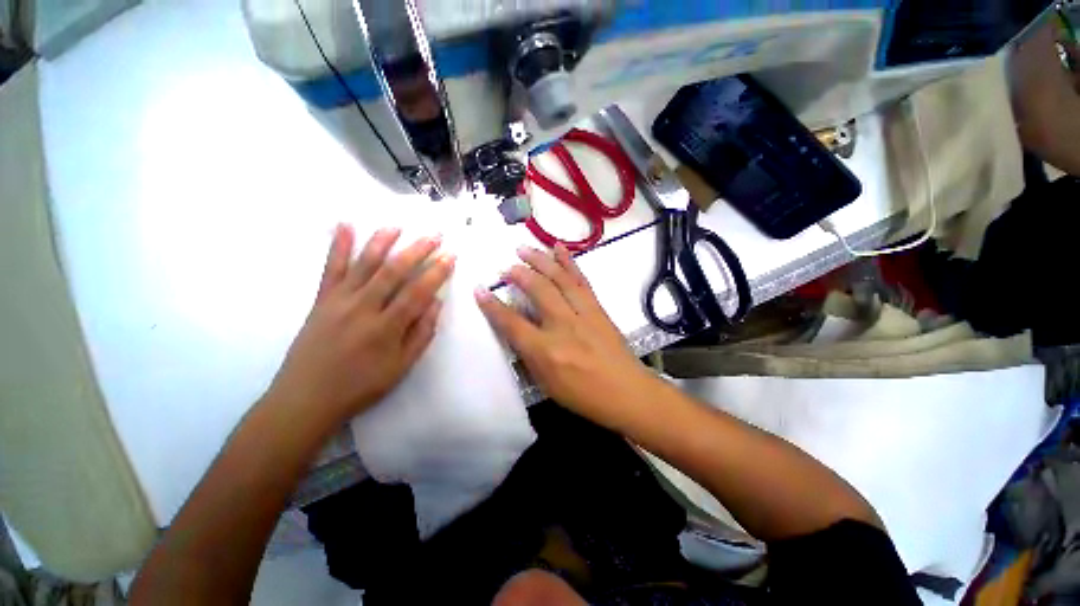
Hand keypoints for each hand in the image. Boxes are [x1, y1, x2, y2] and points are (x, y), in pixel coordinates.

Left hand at [266, 224, 454, 423]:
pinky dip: (338, 245)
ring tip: (398, 226)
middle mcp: (363, 308)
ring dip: (382, 241)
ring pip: (364, 264)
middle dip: (417, 251)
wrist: (306, 399)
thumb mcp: (401, 367)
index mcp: (386, 328)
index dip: (437, 272)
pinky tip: (344, 225)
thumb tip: (436, 304)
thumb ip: (421, 334)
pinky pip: (331, 268)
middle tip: (434, 235)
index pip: (418, 292)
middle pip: (394, 272)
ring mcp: (339, 301)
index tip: (450, 256)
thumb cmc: (361, 386)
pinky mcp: (321, 300)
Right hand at [474, 244, 650, 419]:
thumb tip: (516, 331)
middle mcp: (563, 326)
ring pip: (559, 278)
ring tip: (524, 248)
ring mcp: (583, 313)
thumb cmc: (583, 395)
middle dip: (518, 274)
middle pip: (538, 290)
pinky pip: (581, 279)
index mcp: (546, 351)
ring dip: (540, 260)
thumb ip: (528, 355)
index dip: (492, 306)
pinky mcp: (597, 308)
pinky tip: (559, 248)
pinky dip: (569, 261)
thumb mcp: (546, 383)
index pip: (512, 323)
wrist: (627, 392)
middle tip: (506, 267)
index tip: (480, 290)